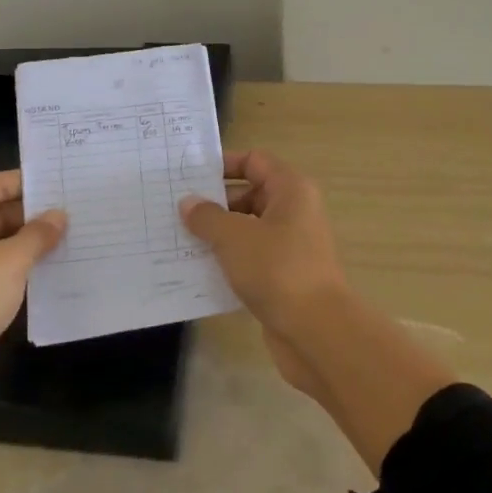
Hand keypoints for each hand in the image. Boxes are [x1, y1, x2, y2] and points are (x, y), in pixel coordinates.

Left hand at [0, 170, 65, 420]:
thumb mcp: (7, 262)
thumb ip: (36, 235)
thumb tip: (58, 215)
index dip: (27, 181)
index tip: (65, 180)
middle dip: (33, 213)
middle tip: (78, 210)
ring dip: (30, 244)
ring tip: (75, 237)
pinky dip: (23, 271)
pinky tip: (55, 272)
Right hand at [180, 151, 350, 395]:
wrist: (316, 331)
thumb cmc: (277, 269)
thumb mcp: (233, 237)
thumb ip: (207, 216)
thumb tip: (189, 202)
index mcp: (290, 190)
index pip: (254, 161)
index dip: (223, 164)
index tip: (189, 176)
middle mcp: (295, 212)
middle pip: (250, 194)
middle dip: (214, 202)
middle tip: (175, 210)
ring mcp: (291, 246)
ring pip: (248, 229)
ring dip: (218, 234)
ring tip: (179, 239)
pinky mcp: (284, 277)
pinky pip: (251, 258)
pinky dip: (228, 261)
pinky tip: (198, 270)